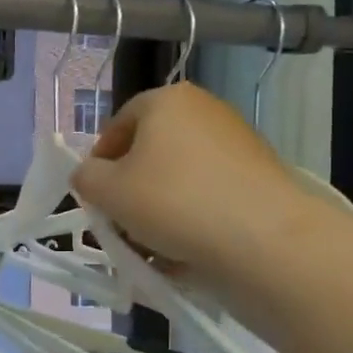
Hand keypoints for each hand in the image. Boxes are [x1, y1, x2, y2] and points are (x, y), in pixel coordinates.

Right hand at [69, 83, 312, 277]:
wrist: (266, 239)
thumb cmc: (173, 202)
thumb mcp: (107, 191)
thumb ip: (86, 178)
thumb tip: (89, 176)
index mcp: (166, 100)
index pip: (118, 125)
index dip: (99, 162)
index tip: (95, 197)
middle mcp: (204, 111)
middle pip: (150, 152)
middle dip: (130, 190)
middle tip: (121, 225)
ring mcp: (237, 143)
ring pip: (179, 178)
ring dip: (159, 209)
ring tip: (151, 247)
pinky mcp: (260, 176)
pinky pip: (210, 195)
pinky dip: (193, 218)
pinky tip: (185, 251)